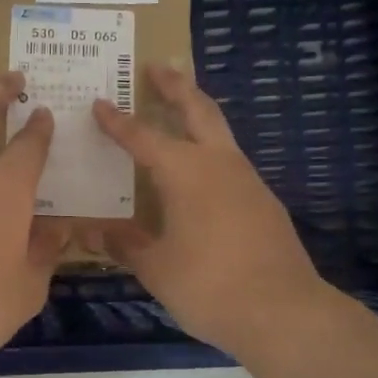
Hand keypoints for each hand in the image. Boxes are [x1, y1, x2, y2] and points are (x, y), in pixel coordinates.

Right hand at [91, 65, 327, 357]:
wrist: (283, 312)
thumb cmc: (208, 285)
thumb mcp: (155, 268)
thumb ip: (125, 245)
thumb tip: (94, 234)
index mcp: (185, 172)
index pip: (143, 137)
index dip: (117, 122)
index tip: (99, 103)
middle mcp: (219, 164)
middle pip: (198, 110)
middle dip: (177, 86)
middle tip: (158, 66)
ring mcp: (248, 181)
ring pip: (220, 134)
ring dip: (198, 114)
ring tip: (179, 111)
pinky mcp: (264, 202)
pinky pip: (230, 163)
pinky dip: (210, 152)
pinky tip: (200, 174)